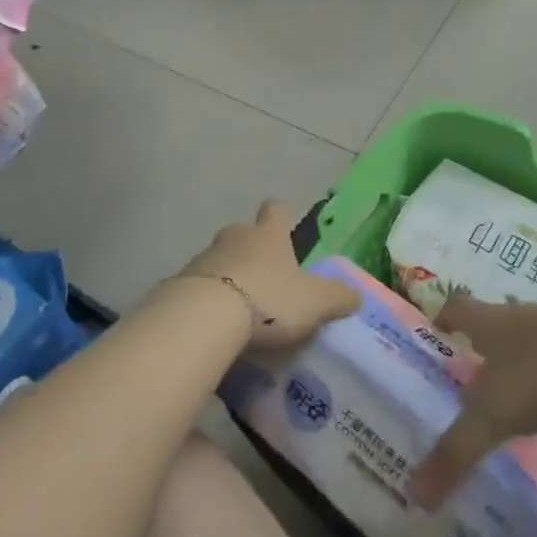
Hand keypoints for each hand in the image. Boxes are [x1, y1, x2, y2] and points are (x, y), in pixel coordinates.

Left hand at [177, 200, 360, 348]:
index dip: (282, 218)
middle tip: (265, 280)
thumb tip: (356, 295)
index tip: (286, 231)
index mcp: (268, 235)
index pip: (276, 210)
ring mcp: (203, 258)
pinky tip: (214, 327)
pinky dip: (207, 301)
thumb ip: (337, 297)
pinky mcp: (179, 283)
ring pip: (219, 260)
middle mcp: (235, 237)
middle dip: (252, 251)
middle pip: (244, 233)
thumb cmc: (268, 300)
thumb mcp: (314, 303)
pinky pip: (198, 287)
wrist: (204, 318)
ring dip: (228, 277)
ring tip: (239, 312)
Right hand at [407, 296, 536, 509]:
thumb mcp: (492, 417)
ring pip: (530, 339)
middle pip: (494, 322)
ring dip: (519, 359)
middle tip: (469, 371)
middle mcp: (520, 317)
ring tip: (512, 392)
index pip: (457, 308)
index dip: (444, 316)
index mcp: (490, 323)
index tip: (437, 328)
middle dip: (481, 343)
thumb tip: (415, 495)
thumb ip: (455, 454)